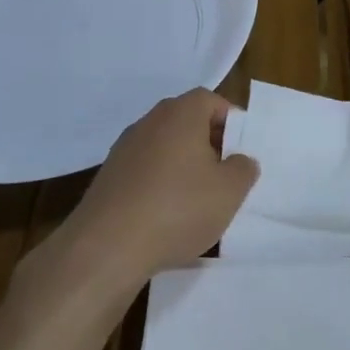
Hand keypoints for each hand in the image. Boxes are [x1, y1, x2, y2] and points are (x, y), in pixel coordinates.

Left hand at [54, 89, 259, 290]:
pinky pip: (144, 171)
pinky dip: (158, 185)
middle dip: (208, 145)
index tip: (240, 151)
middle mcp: (150, 121)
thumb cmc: (177, 208)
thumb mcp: (229, 191)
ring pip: (164, 148)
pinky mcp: (107, 177)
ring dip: (182, 167)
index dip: (230, 122)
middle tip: (224, 176)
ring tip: (197, 201)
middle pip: (187, 122)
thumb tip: (239, 160)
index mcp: (181, 113)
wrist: (105, 248)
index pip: (211, 100)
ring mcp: (124, 149)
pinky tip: (166, 217)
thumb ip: (244, 169)